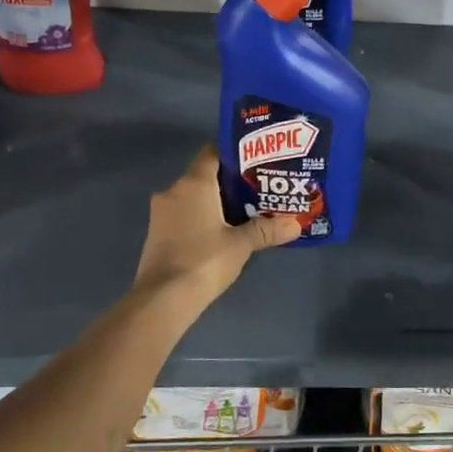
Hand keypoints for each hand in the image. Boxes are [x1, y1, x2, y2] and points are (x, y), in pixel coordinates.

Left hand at [133, 146, 300, 305]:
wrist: (163, 298)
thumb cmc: (204, 260)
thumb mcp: (241, 244)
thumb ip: (267, 230)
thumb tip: (296, 223)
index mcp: (193, 184)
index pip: (213, 152)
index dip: (234, 152)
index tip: (257, 159)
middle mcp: (173, 191)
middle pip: (204, 175)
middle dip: (230, 181)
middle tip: (259, 187)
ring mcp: (161, 213)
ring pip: (193, 197)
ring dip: (215, 201)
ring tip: (245, 210)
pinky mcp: (157, 233)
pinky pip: (184, 214)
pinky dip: (202, 217)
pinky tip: (222, 230)